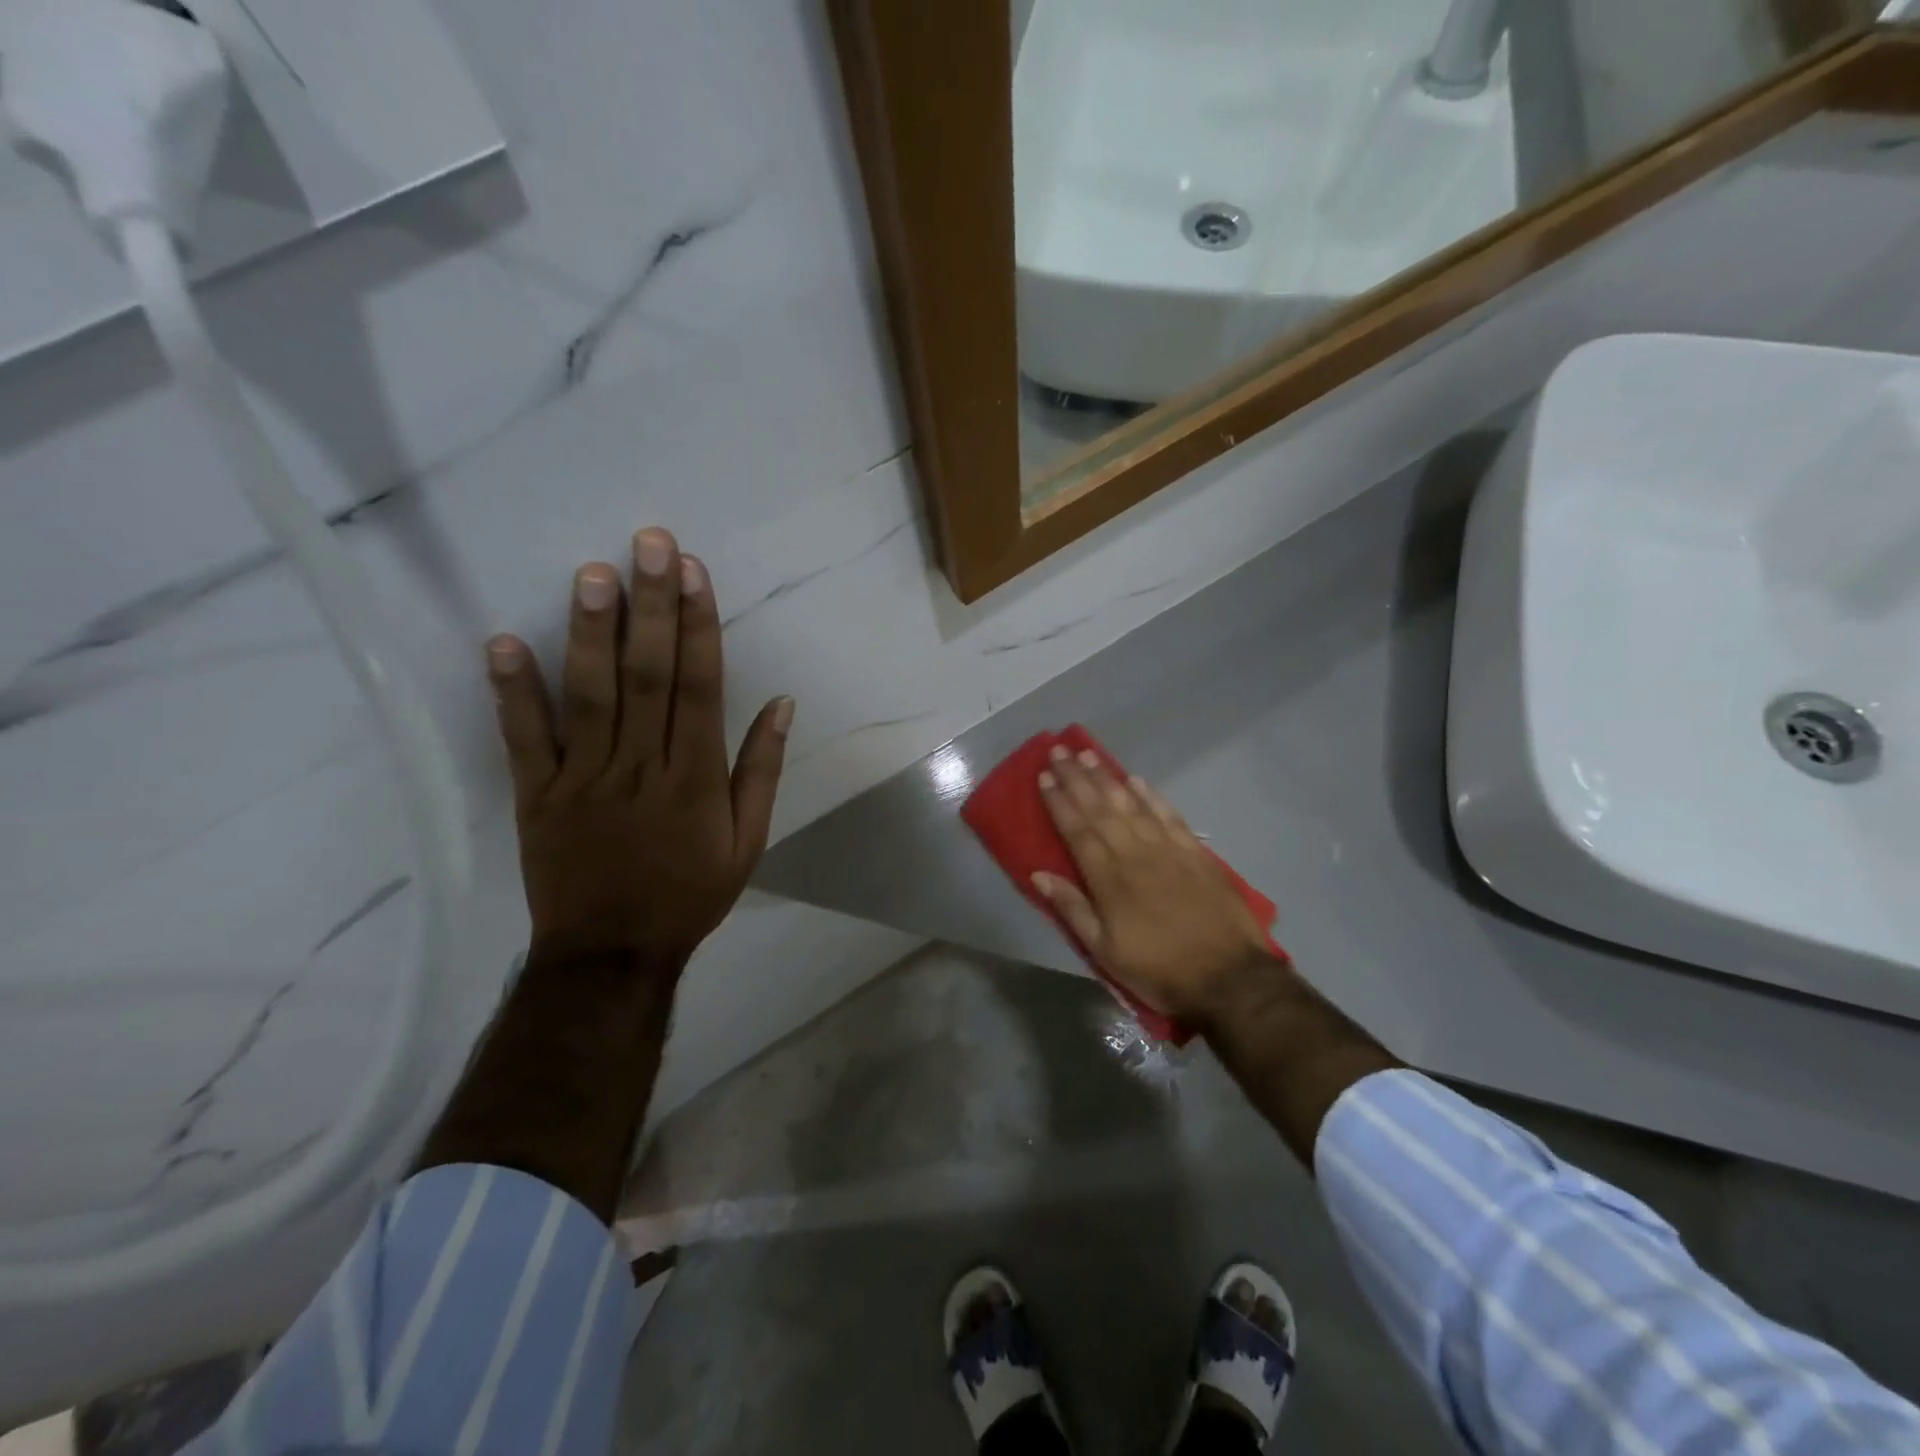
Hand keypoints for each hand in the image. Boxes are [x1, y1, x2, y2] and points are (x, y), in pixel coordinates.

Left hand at [485, 527, 792, 968]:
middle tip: (649, 543)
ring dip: (590, 632)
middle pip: (648, 676)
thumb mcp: (748, 842)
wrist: (611, 954)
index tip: (694, 573)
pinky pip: (524, 740)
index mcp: (695, 777)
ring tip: (592, 573)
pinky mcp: (536, 795)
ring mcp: (583, 778)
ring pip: (589, 696)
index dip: (699, 626)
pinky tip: (503, 641)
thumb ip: (762, 771)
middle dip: (652, 606)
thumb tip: (783, 704)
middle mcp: (641, 766)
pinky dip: (512, 692)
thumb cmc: (689, 894)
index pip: (700, 687)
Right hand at [1034, 748, 1284, 1028]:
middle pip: (1101, 809)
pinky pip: (1169, 815)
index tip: (1044, 777)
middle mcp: (1135, 854)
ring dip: (1108, 778)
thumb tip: (1038, 874)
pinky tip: (1137, 780)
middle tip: (1059, 751)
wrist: (1229, 978)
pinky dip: (1152, 796)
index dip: (1059, 803)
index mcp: (1109, 879)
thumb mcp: (1105, 951)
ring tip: (1089, 755)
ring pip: (1132, 805)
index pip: (1077, 831)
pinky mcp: (1196, 853)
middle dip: (1077, 778)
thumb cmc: (1159, 969)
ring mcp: (1168, 850)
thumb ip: (1072, 909)